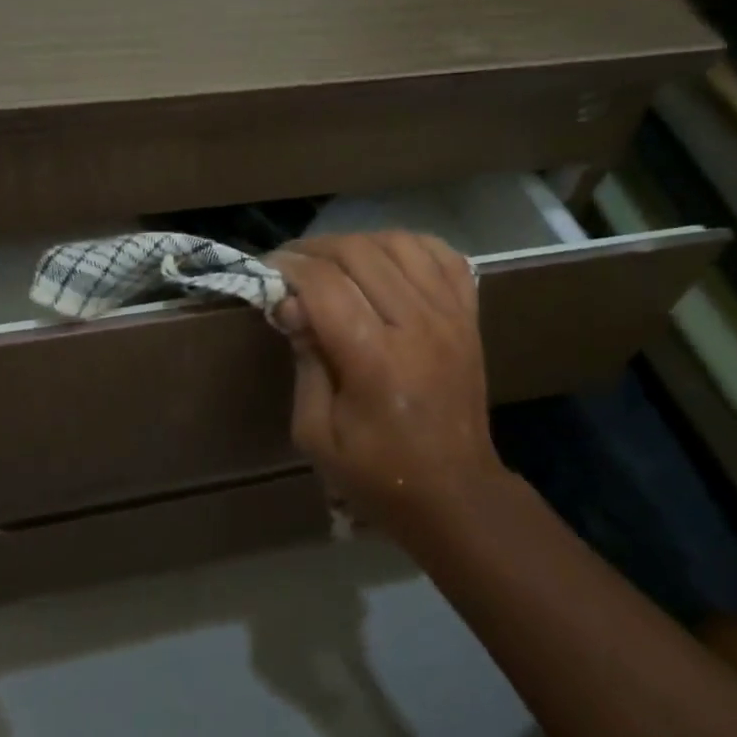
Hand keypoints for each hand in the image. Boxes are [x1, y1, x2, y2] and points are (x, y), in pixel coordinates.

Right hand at [270, 233, 507, 536]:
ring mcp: (450, 316)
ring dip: (358, 243)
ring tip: (333, 262)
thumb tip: (291, 306)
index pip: (325, 284)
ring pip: (400, 243)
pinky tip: (386, 260)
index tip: (267, 270)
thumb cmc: (376, 473)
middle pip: (360, 253)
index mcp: (375, 360)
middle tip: (291, 265)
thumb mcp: (316, 434)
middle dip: (315, 250)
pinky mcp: (469, 317)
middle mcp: (417, 325)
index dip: (289, 268)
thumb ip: (304, 364)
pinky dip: (410, 245)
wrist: (454, 493)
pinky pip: (443, 256)